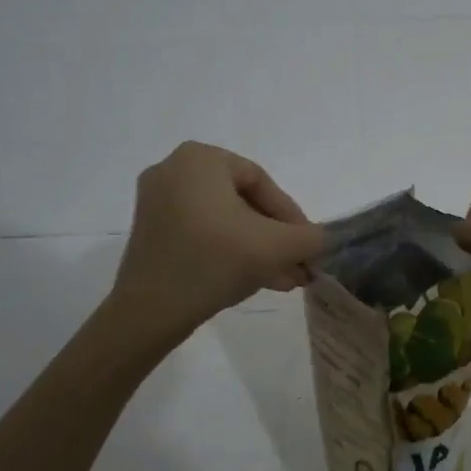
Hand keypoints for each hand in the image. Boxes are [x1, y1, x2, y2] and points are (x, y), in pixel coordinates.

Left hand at [112, 143, 325, 338]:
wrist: (150, 311)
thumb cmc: (215, 262)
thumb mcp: (276, 247)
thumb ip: (310, 237)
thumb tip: (321, 238)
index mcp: (201, 159)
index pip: (262, 183)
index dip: (292, 217)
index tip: (307, 246)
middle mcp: (174, 170)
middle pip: (243, 203)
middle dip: (275, 238)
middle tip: (298, 266)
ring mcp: (157, 202)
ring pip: (225, 222)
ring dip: (258, 250)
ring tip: (284, 281)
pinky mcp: (151, 232)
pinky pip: (202, 234)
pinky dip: (230, 252)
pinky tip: (256, 280)